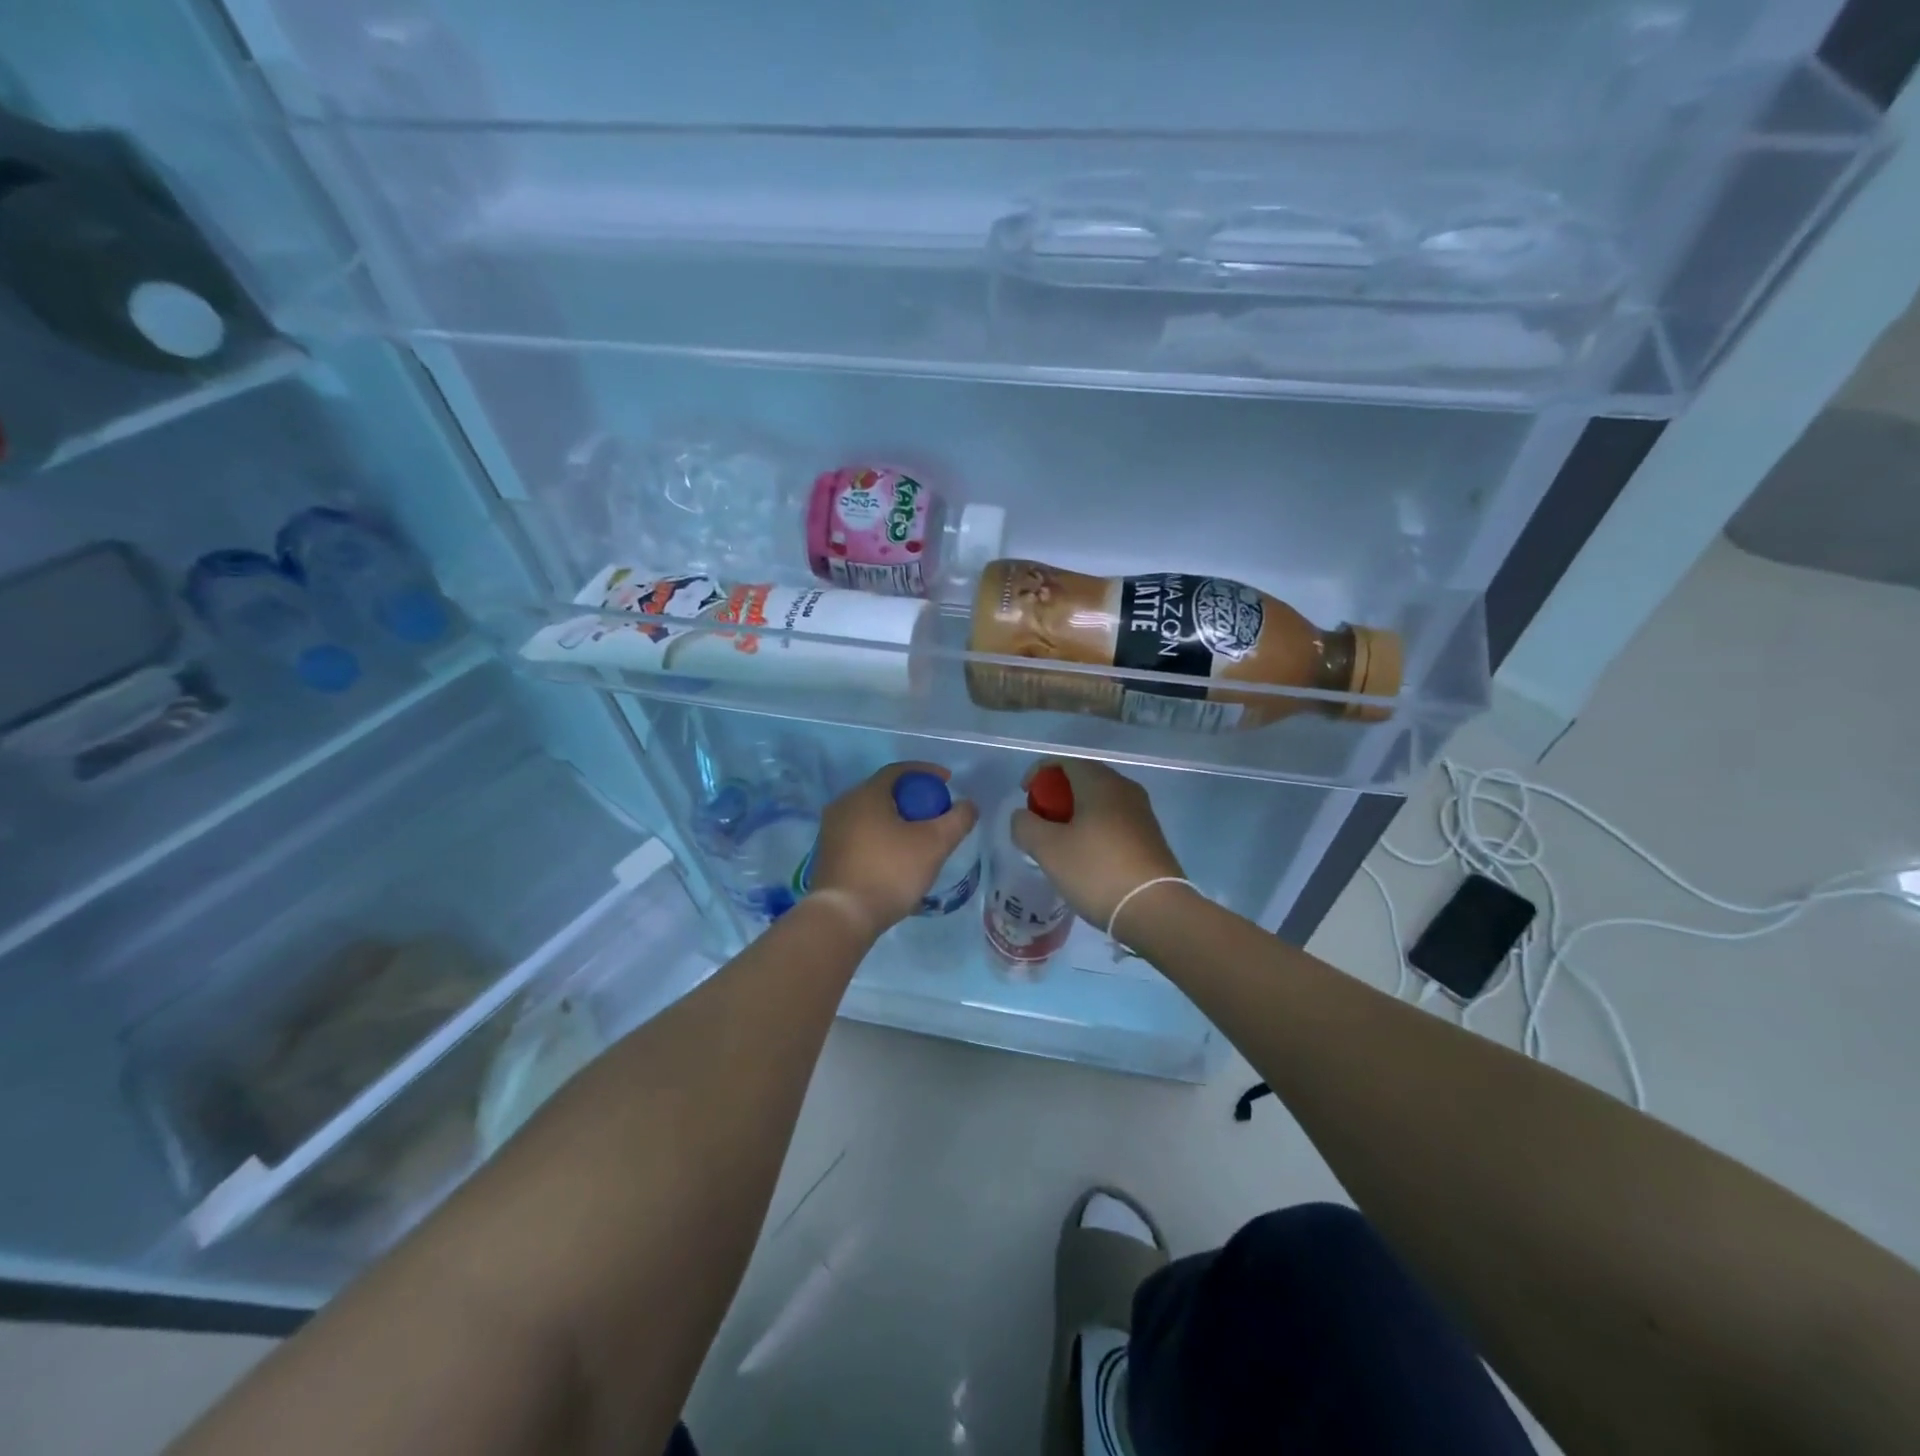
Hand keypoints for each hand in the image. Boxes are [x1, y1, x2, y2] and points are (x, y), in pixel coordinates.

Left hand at [806, 762, 979, 938]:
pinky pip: (859, 834)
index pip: (898, 770)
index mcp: (865, 794)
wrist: (843, 916)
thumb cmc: (890, 871)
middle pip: (883, 792)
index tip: (947, 783)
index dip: (926, 772)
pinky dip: (880, 837)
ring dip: (895, 819)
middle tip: (934, 812)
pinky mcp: (827, 854)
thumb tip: (968, 805)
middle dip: (912, 798)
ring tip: (917, 837)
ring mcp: (831, 830)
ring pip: (870, 814)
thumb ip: (957, 820)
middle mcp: (843, 805)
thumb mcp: (935, 844)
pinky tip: (894, 857)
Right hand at [1011, 760, 1185, 931]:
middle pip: (1083, 779)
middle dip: (1056, 795)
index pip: (1065, 761)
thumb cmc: (1096, 871)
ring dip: (1075, 814)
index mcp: (1100, 783)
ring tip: (1060, 842)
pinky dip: (1094, 828)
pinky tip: (1086, 857)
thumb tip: (1023, 817)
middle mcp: (1124, 789)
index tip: (1025, 796)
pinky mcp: (1151, 837)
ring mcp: (1142, 813)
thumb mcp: (1047, 849)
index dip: (1039, 772)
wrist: (1155, 910)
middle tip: (1040, 821)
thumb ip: (1025, 825)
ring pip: (1100, 801)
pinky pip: (1114, 821)